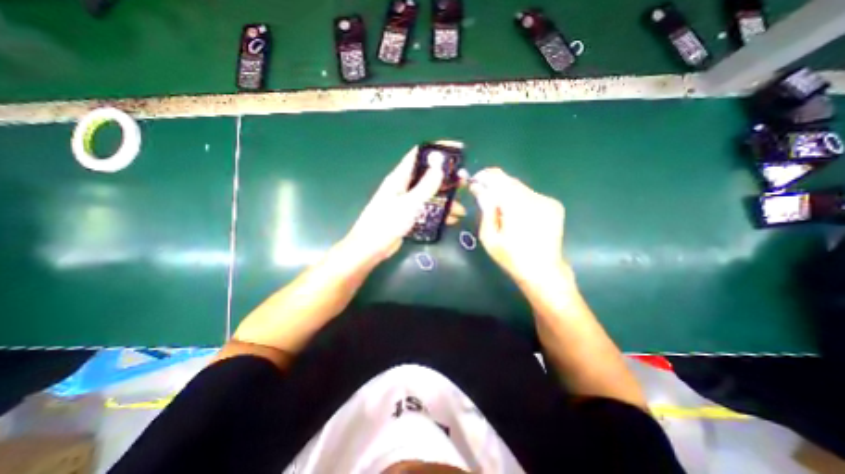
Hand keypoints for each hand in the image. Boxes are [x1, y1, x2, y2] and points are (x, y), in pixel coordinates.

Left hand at [341, 147, 454, 265]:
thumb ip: (425, 186)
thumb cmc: (387, 223)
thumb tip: (439, 166)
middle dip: (447, 178)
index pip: (419, 154)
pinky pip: (427, 209)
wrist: (371, 248)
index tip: (457, 149)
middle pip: (428, 175)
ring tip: (461, 208)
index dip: (438, 149)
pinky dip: (439, 213)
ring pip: (430, 194)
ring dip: (445, 200)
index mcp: (400, 178)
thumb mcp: (409, 203)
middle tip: (464, 182)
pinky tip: (450, 220)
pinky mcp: (408, 215)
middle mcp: (403, 186)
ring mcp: (406, 201)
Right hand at [470, 168, 567, 285]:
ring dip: (507, 194)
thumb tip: (479, 189)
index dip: (485, 176)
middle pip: (510, 181)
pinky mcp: (554, 205)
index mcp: (517, 206)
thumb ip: (486, 210)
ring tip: (500, 210)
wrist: (544, 271)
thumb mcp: (490, 237)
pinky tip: (516, 215)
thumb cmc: (512, 258)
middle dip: (495, 186)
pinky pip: (530, 195)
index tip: (475, 182)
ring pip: (520, 188)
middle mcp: (535, 198)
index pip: (499, 179)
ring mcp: (547, 201)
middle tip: (484, 197)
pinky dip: (519, 199)